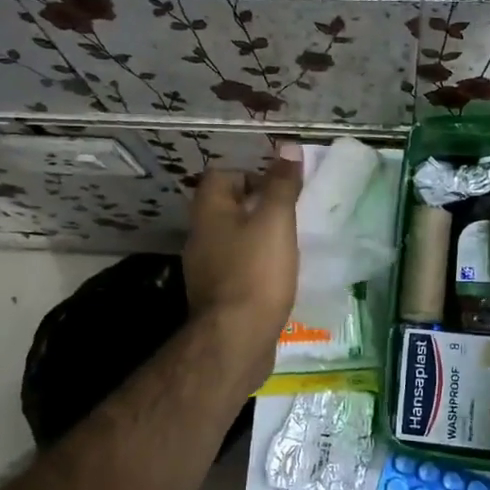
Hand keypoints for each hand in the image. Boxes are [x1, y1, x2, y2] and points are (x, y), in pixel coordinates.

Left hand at [182, 143, 301, 391]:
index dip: (251, 174)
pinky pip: (237, 268)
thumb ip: (281, 184)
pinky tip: (278, 276)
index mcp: (208, 212)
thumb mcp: (275, 221)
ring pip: (233, 239)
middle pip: (227, 207)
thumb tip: (287, 148)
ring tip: (289, 244)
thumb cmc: (256, 272)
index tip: (280, 188)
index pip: (222, 175)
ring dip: (258, 238)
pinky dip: (256, 266)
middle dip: (258, 207)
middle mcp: (200, 236)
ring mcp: (205, 269)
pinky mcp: (217, 296)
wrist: (236, 340)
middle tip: (290, 214)